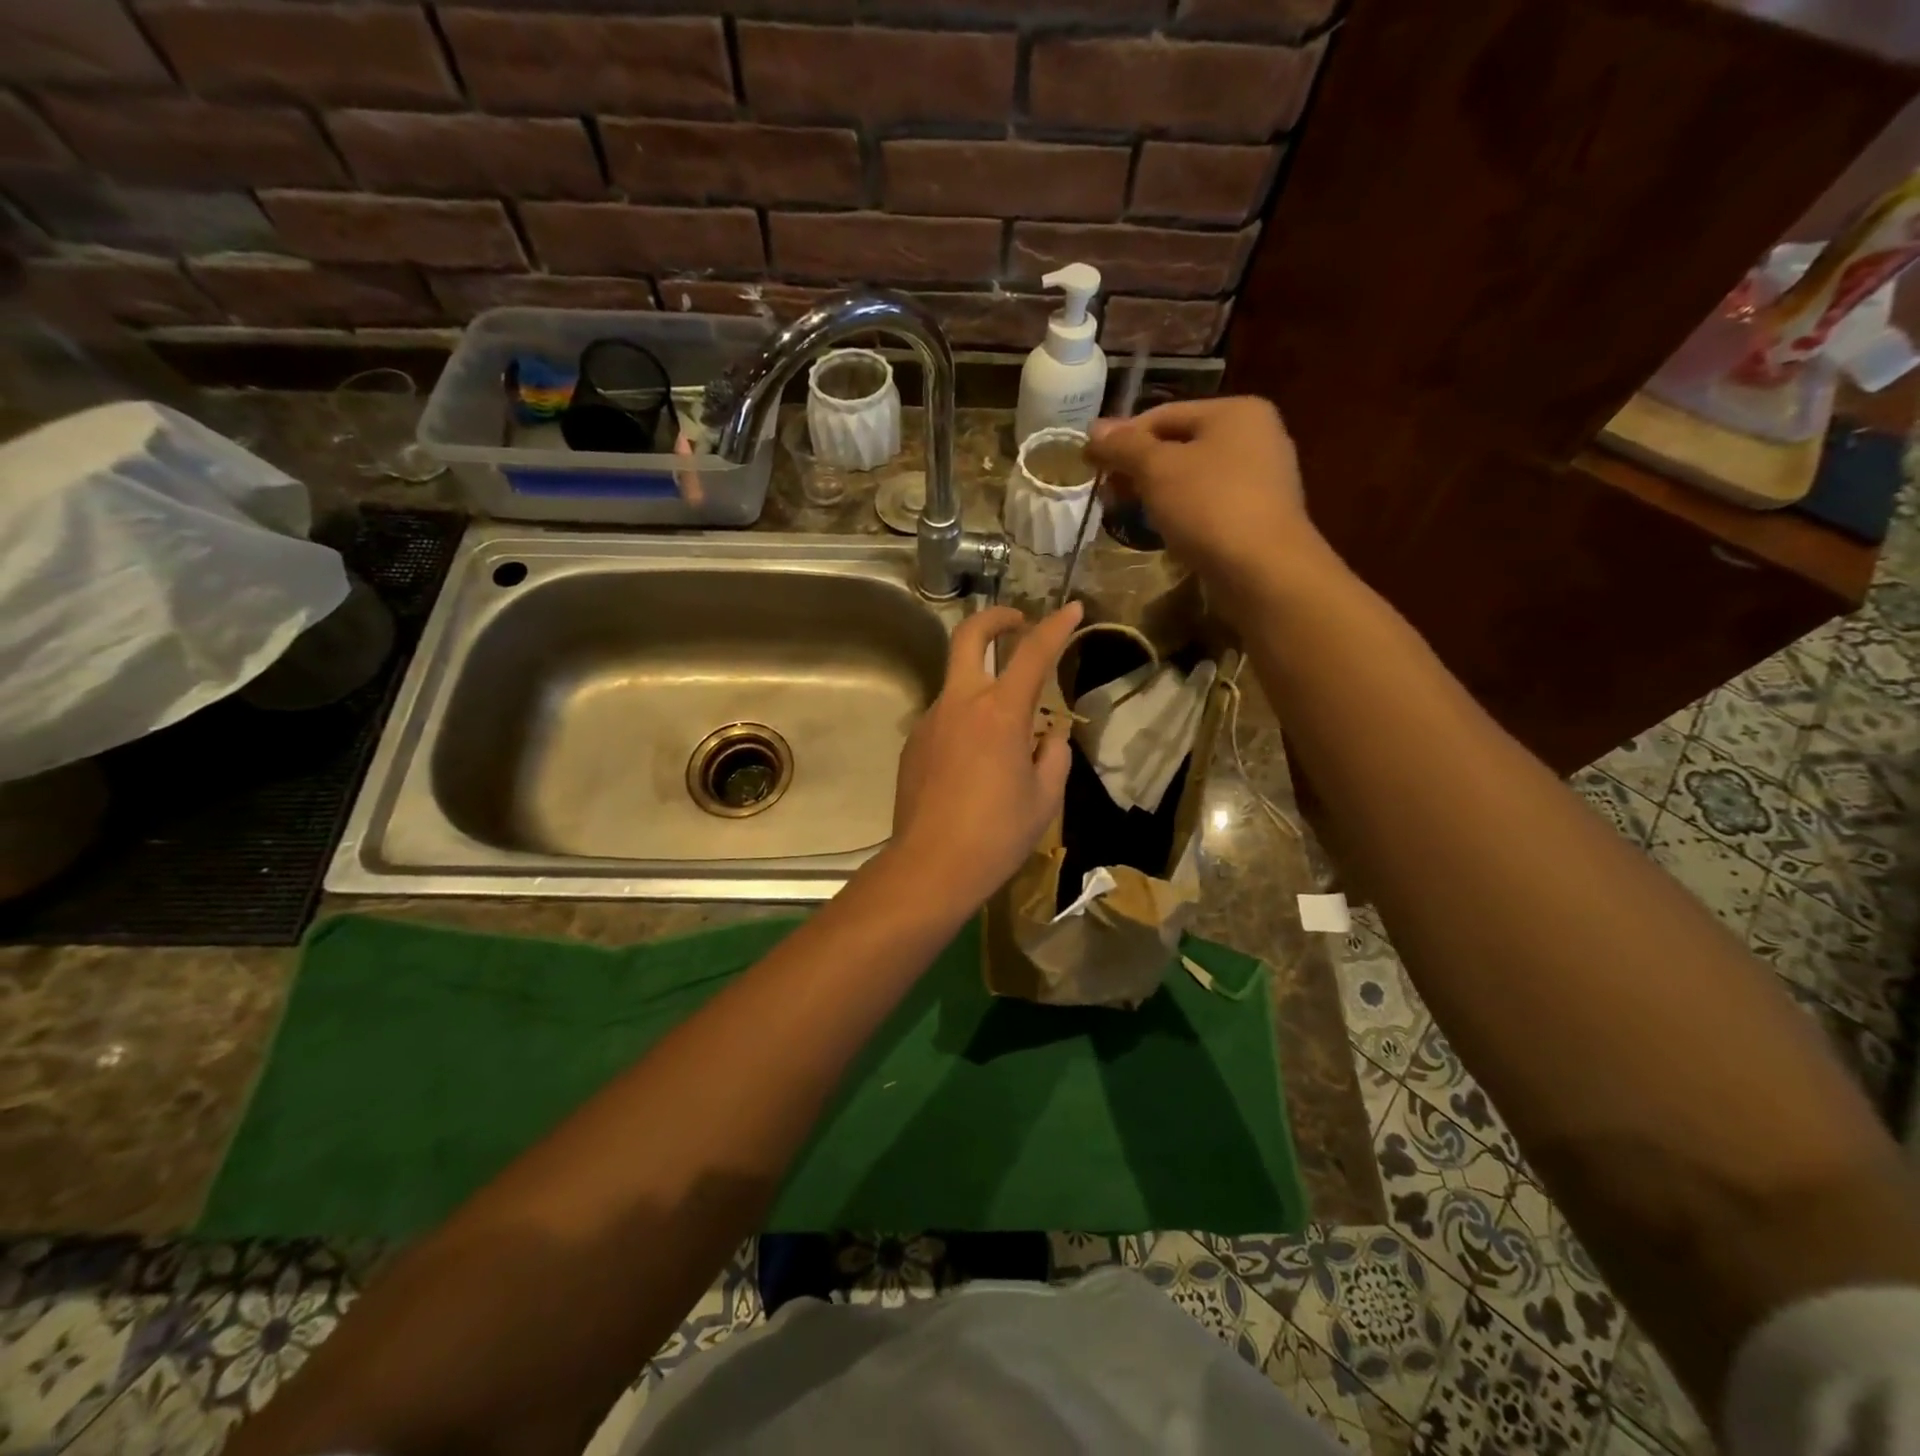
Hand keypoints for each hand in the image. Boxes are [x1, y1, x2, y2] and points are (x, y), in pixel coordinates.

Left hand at [887, 601, 1083, 912]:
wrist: (931, 866)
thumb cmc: (997, 834)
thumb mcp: (1044, 798)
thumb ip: (1052, 755)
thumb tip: (1048, 736)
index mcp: (1000, 713)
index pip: (1033, 653)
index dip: (1056, 626)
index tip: (1073, 609)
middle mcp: (960, 704)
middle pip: (968, 636)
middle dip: (994, 618)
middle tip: (1016, 621)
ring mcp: (930, 721)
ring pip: (957, 684)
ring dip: (982, 685)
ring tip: (1005, 733)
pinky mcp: (913, 744)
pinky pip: (945, 719)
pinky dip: (965, 723)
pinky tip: (974, 764)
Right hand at [1086, 396, 1319, 602]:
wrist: (1263, 570)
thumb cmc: (1209, 507)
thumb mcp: (1157, 469)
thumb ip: (1123, 446)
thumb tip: (1093, 430)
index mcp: (1235, 411)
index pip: (1163, 415)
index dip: (1121, 438)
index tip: (1090, 464)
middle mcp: (1255, 435)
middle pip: (1179, 445)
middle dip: (1138, 468)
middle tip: (1106, 494)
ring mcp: (1261, 477)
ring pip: (1193, 477)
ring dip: (1157, 493)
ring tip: (1128, 514)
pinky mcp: (1259, 515)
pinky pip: (1209, 504)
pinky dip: (1182, 512)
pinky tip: (1163, 532)